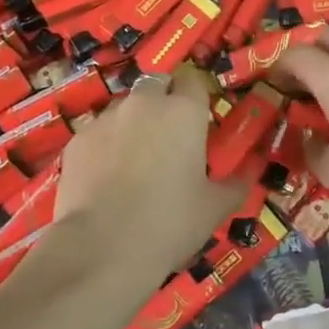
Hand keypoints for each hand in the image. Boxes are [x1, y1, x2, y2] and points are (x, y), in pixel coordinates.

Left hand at [54, 68, 243, 282]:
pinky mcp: (77, 139)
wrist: (102, 248)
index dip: (196, 96)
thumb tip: (251, 171)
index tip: (199, 119)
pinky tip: (106, 177)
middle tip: (168, 136)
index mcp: (183, 112)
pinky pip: (97, 132)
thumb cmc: (169, 223)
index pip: (193, 80)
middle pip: (156, 84)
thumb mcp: (214, 208)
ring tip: (134, 160)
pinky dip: (105, 145)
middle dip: (163, 100)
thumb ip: (236, 183)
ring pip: (124, 107)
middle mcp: (144, 103)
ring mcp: (106, 118)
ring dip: (133, 122)